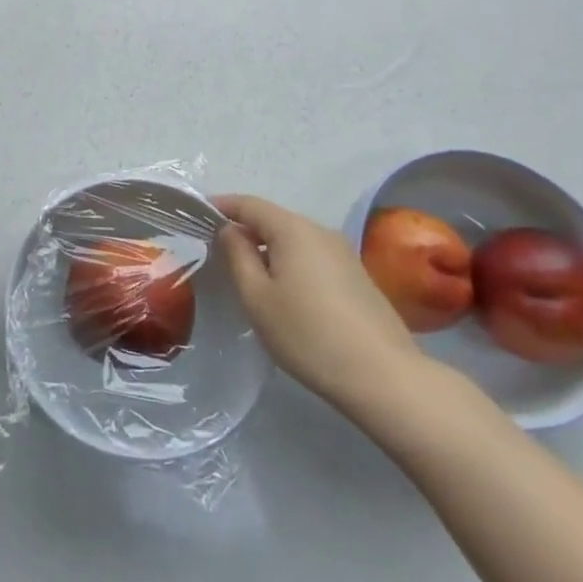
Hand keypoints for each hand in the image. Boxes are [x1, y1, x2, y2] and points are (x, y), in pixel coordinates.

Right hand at [214, 194, 427, 415]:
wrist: (383, 377)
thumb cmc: (307, 334)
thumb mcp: (257, 297)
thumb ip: (237, 256)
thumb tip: (230, 230)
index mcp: (293, 229)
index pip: (249, 204)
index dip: (222, 206)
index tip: (199, 215)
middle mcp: (320, 231)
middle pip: (274, 220)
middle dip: (245, 229)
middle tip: (219, 251)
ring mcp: (344, 254)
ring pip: (295, 240)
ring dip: (269, 249)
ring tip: (249, 275)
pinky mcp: (357, 277)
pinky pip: (313, 258)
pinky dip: (291, 264)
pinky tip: (286, 294)